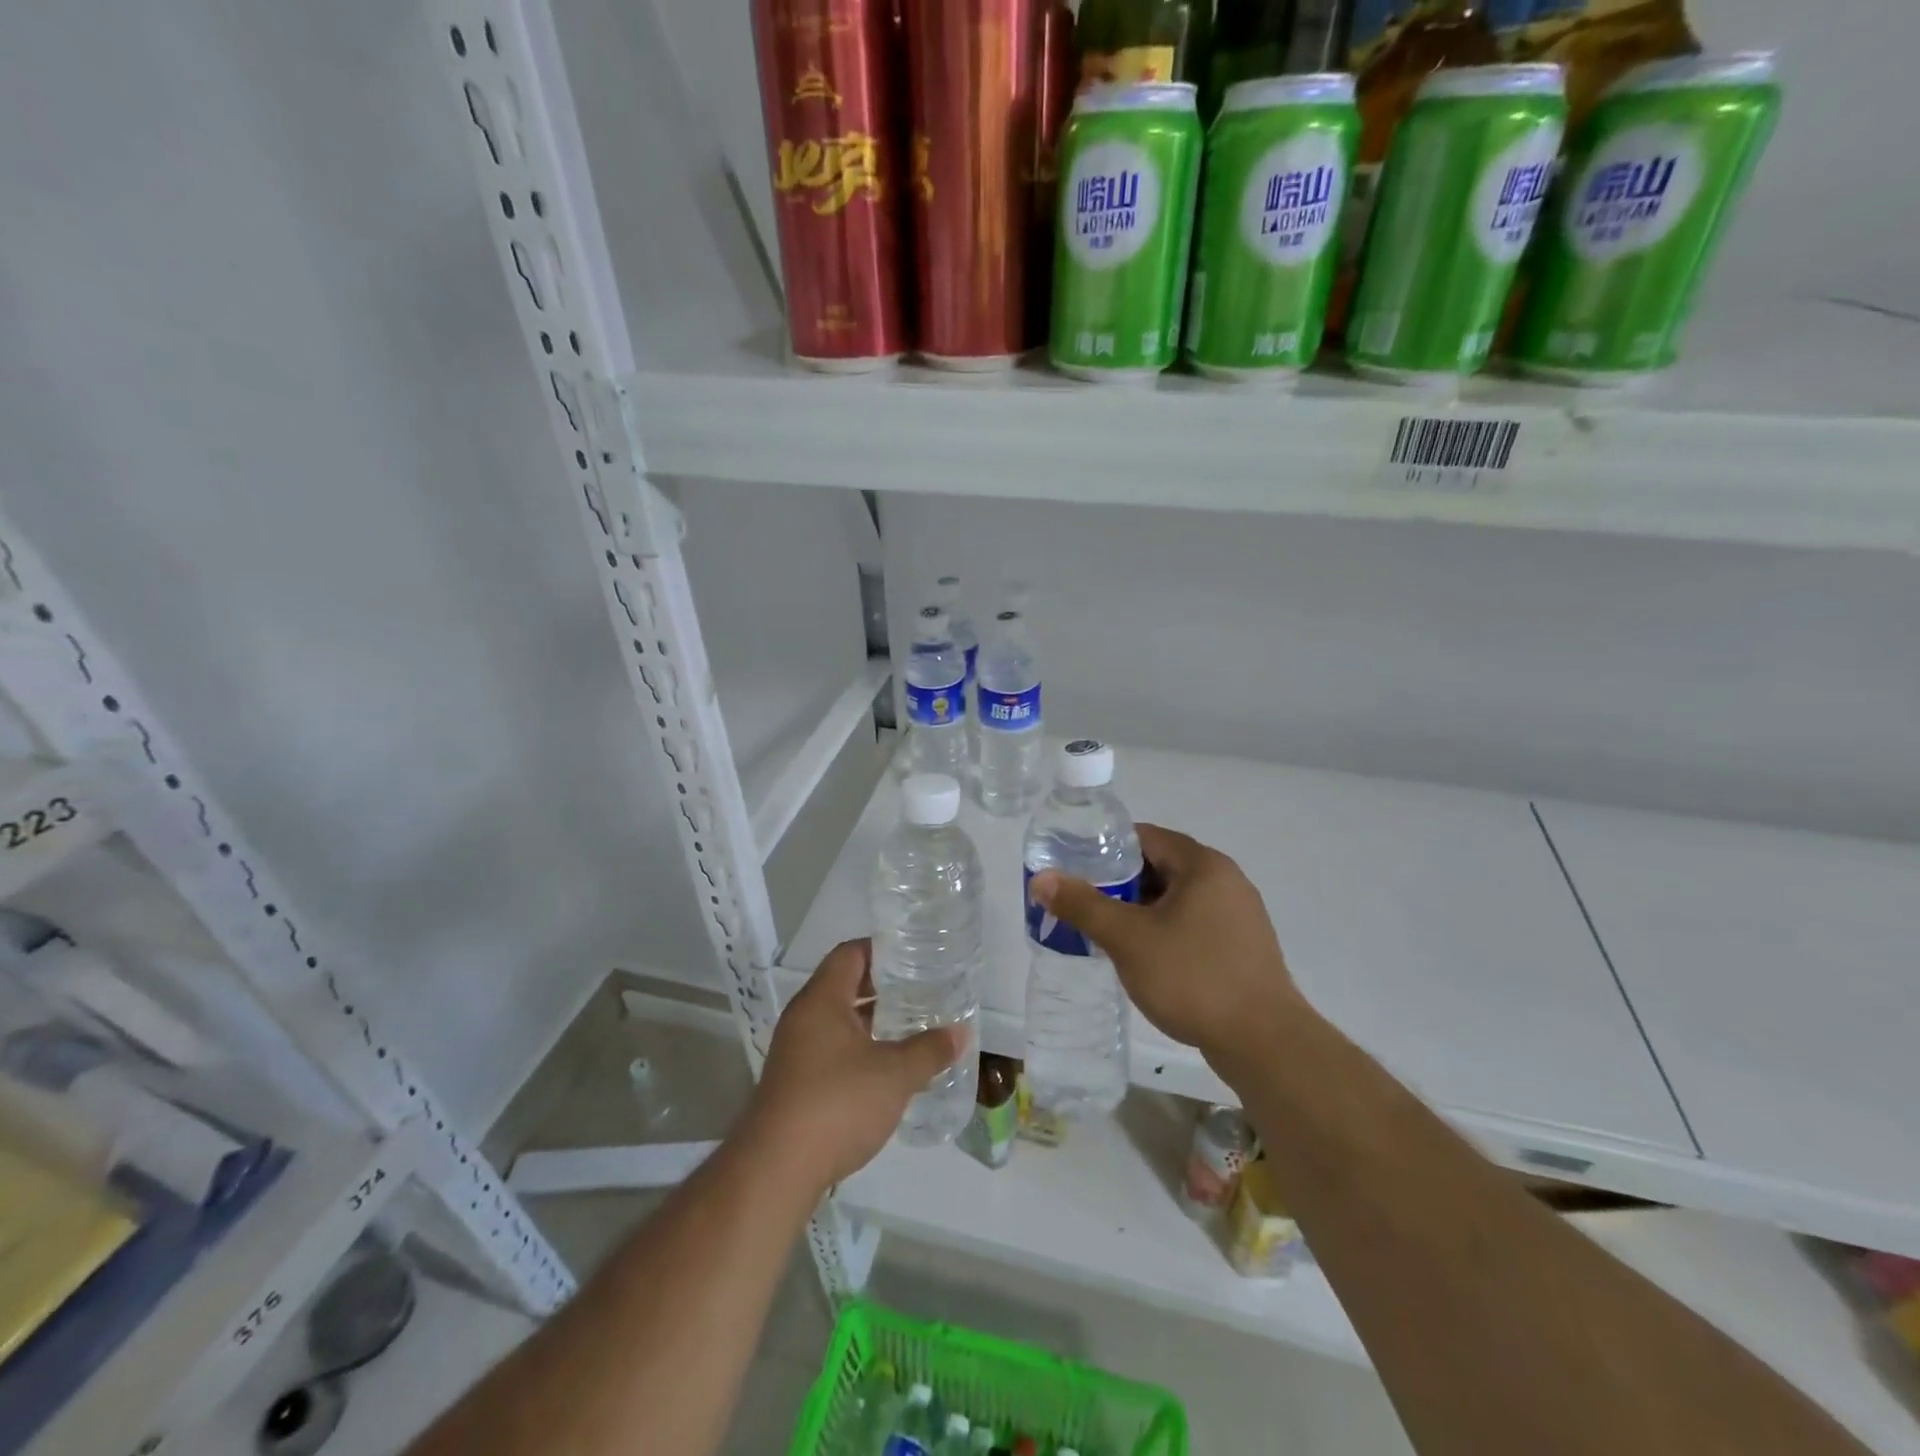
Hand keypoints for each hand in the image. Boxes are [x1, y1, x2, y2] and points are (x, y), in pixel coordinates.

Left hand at [746, 939, 963, 1192]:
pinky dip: (860, 1049)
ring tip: (912, 1025)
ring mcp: (796, 1052)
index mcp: (821, 1000)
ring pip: (839, 1021)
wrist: (776, 1171)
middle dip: (883, 986)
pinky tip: (888, 1068)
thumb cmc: (837, 1104)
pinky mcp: (796, 1084)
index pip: (850, 954)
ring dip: (872, 1021)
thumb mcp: (894, 1075)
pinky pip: (832, 1050)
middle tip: (921, 989)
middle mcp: (804, 1018)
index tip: (914, 955)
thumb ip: (929, 1050)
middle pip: (844, 985)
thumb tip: (960, 1033)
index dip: (881, 949)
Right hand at [1029, 825, 1304, 1073]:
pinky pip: (1193, 924)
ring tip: (1107, 933)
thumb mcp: (1128, 939)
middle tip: (1084, 905)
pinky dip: (1165, 931)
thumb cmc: (1193, 977)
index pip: (1145, 837)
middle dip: (1120, 884)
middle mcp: (1226, 880)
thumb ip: (1082, 905)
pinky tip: (1145, 959)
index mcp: (1203, 865)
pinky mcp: (1242, 947)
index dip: (1106, 849)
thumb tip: (1042, 879)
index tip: (1075, 869)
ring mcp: (1239, 915)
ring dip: (1141, 910)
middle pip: (1160, 867)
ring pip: (1176, 899)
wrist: (1264, 1043)